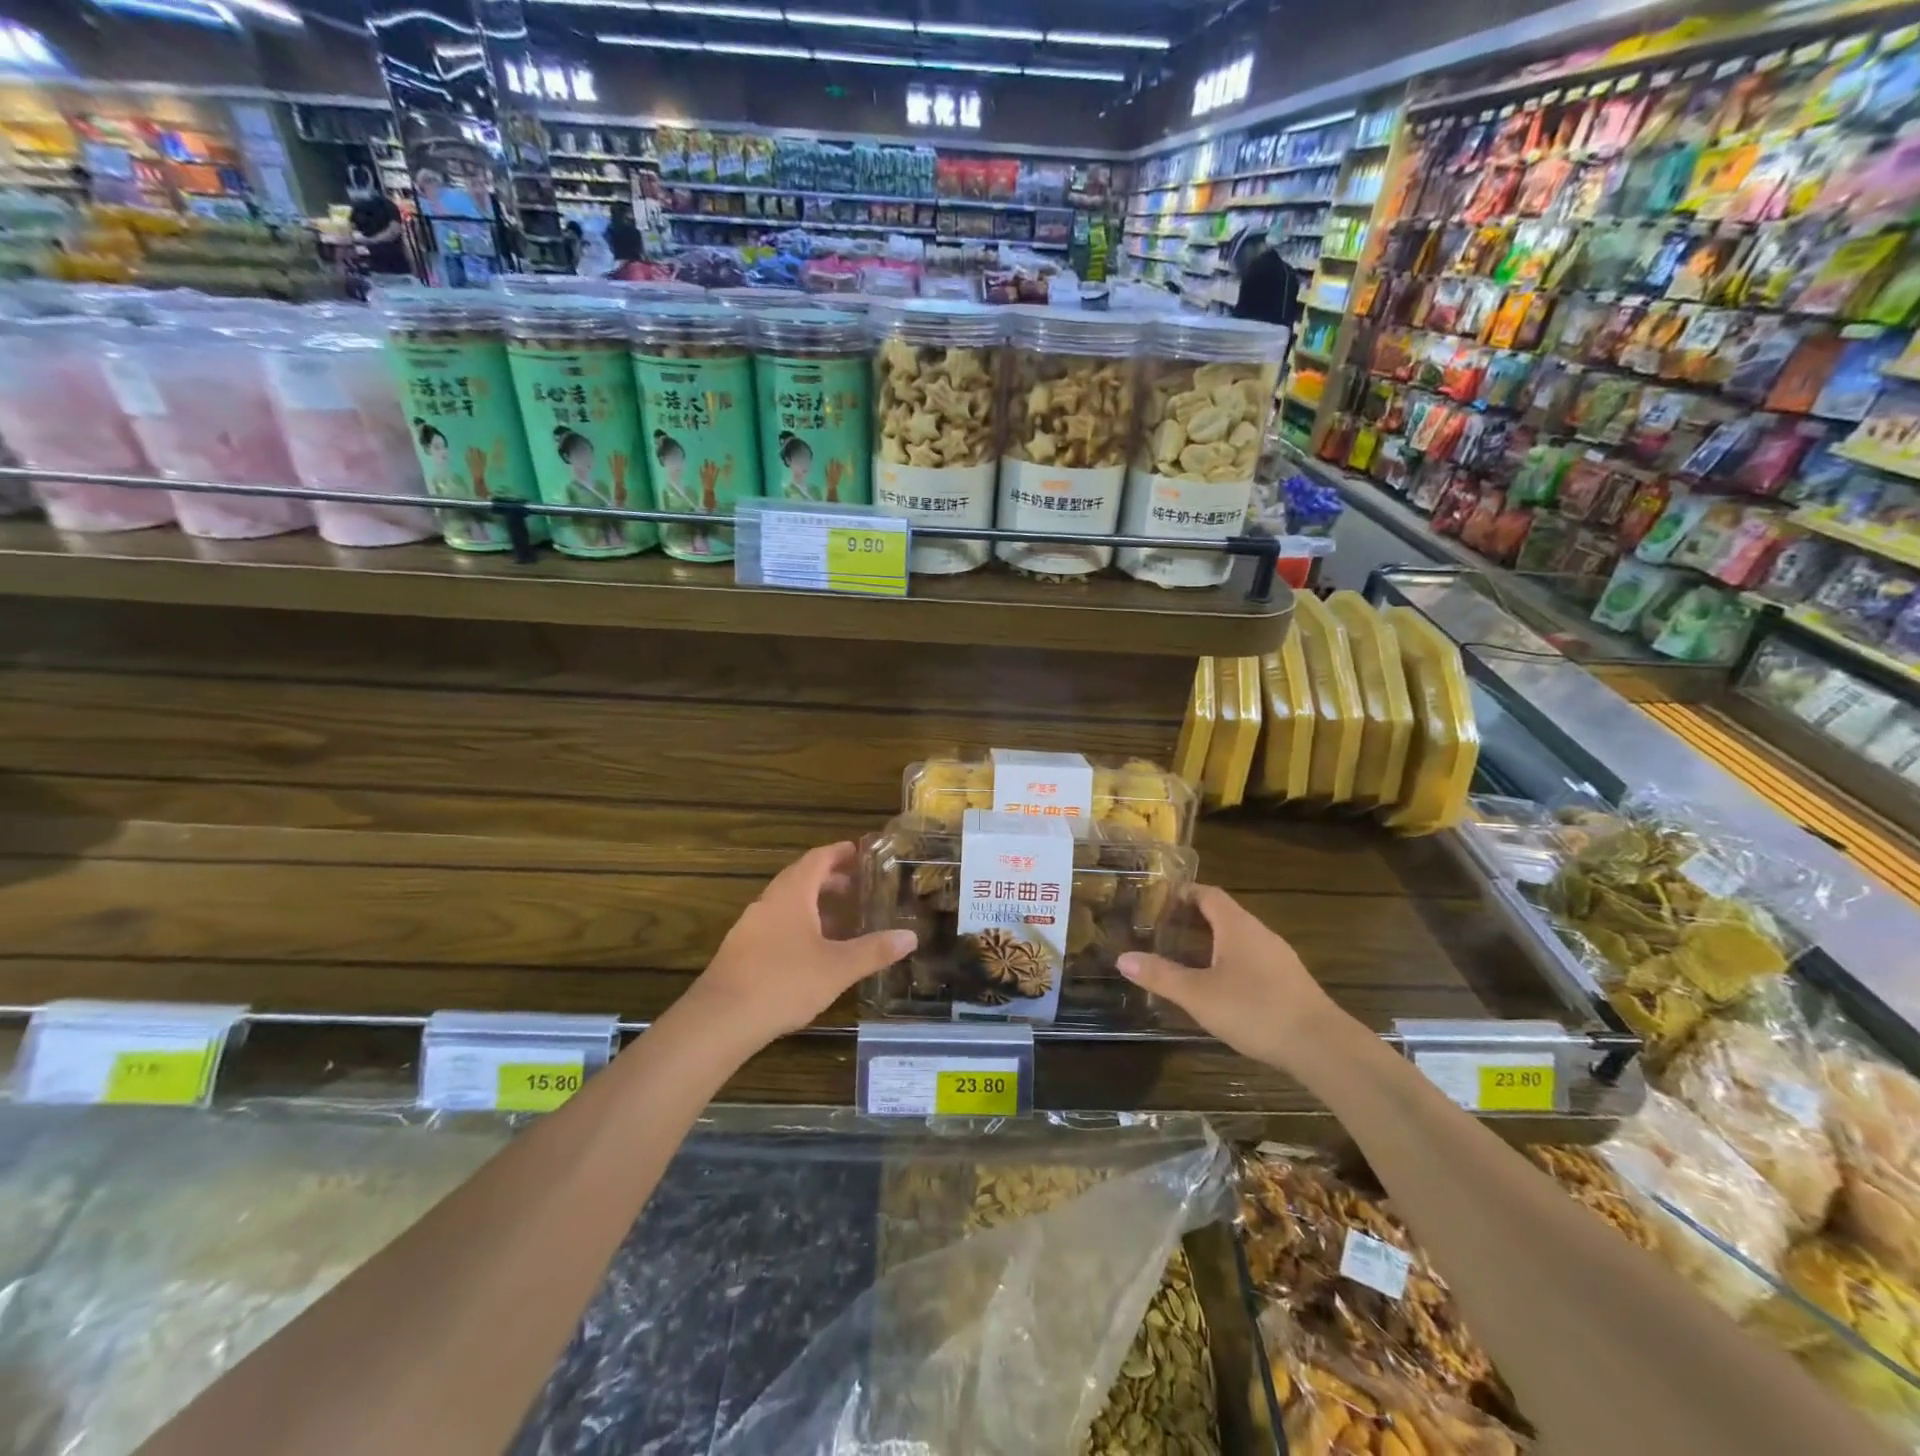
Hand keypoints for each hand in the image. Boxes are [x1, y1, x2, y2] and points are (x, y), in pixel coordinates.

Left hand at [688, 843, 915, 1047]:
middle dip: (830, 878)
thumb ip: (874, 951)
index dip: (840, 852)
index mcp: (793, 894)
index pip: (818, 859)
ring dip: (814, 903)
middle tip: (858, 886)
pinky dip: (799, 924)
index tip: (860, 851)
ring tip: (842, 918)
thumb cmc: (784, 982)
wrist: (720, 1019)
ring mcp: (751, 926)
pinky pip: (776, 923)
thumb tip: (910, 936)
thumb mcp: (838, 968)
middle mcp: (769, 901)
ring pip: (787, 903)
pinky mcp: (742, 950)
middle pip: (801, 878)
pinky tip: (812, 949)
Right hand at [1117, 885, 1350, 1073]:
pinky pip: (1252, 959)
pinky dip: (1230, 962)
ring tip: (1184, 958)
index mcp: (1237, 926)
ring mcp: (1278, 957)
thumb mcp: (1199, 995)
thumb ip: (1161, 976)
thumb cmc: (1255, 1010)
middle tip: (1162, 931)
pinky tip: (1219, 987)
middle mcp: (1259, 933)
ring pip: (1238, 938)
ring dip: (1212, 942)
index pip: (1208, 894)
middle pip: (1223, 914)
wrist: (1322, 1047)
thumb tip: (1123, 957)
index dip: (1183, 893)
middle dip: (1192, 919)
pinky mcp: (1289, 982)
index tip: (1158, 900)